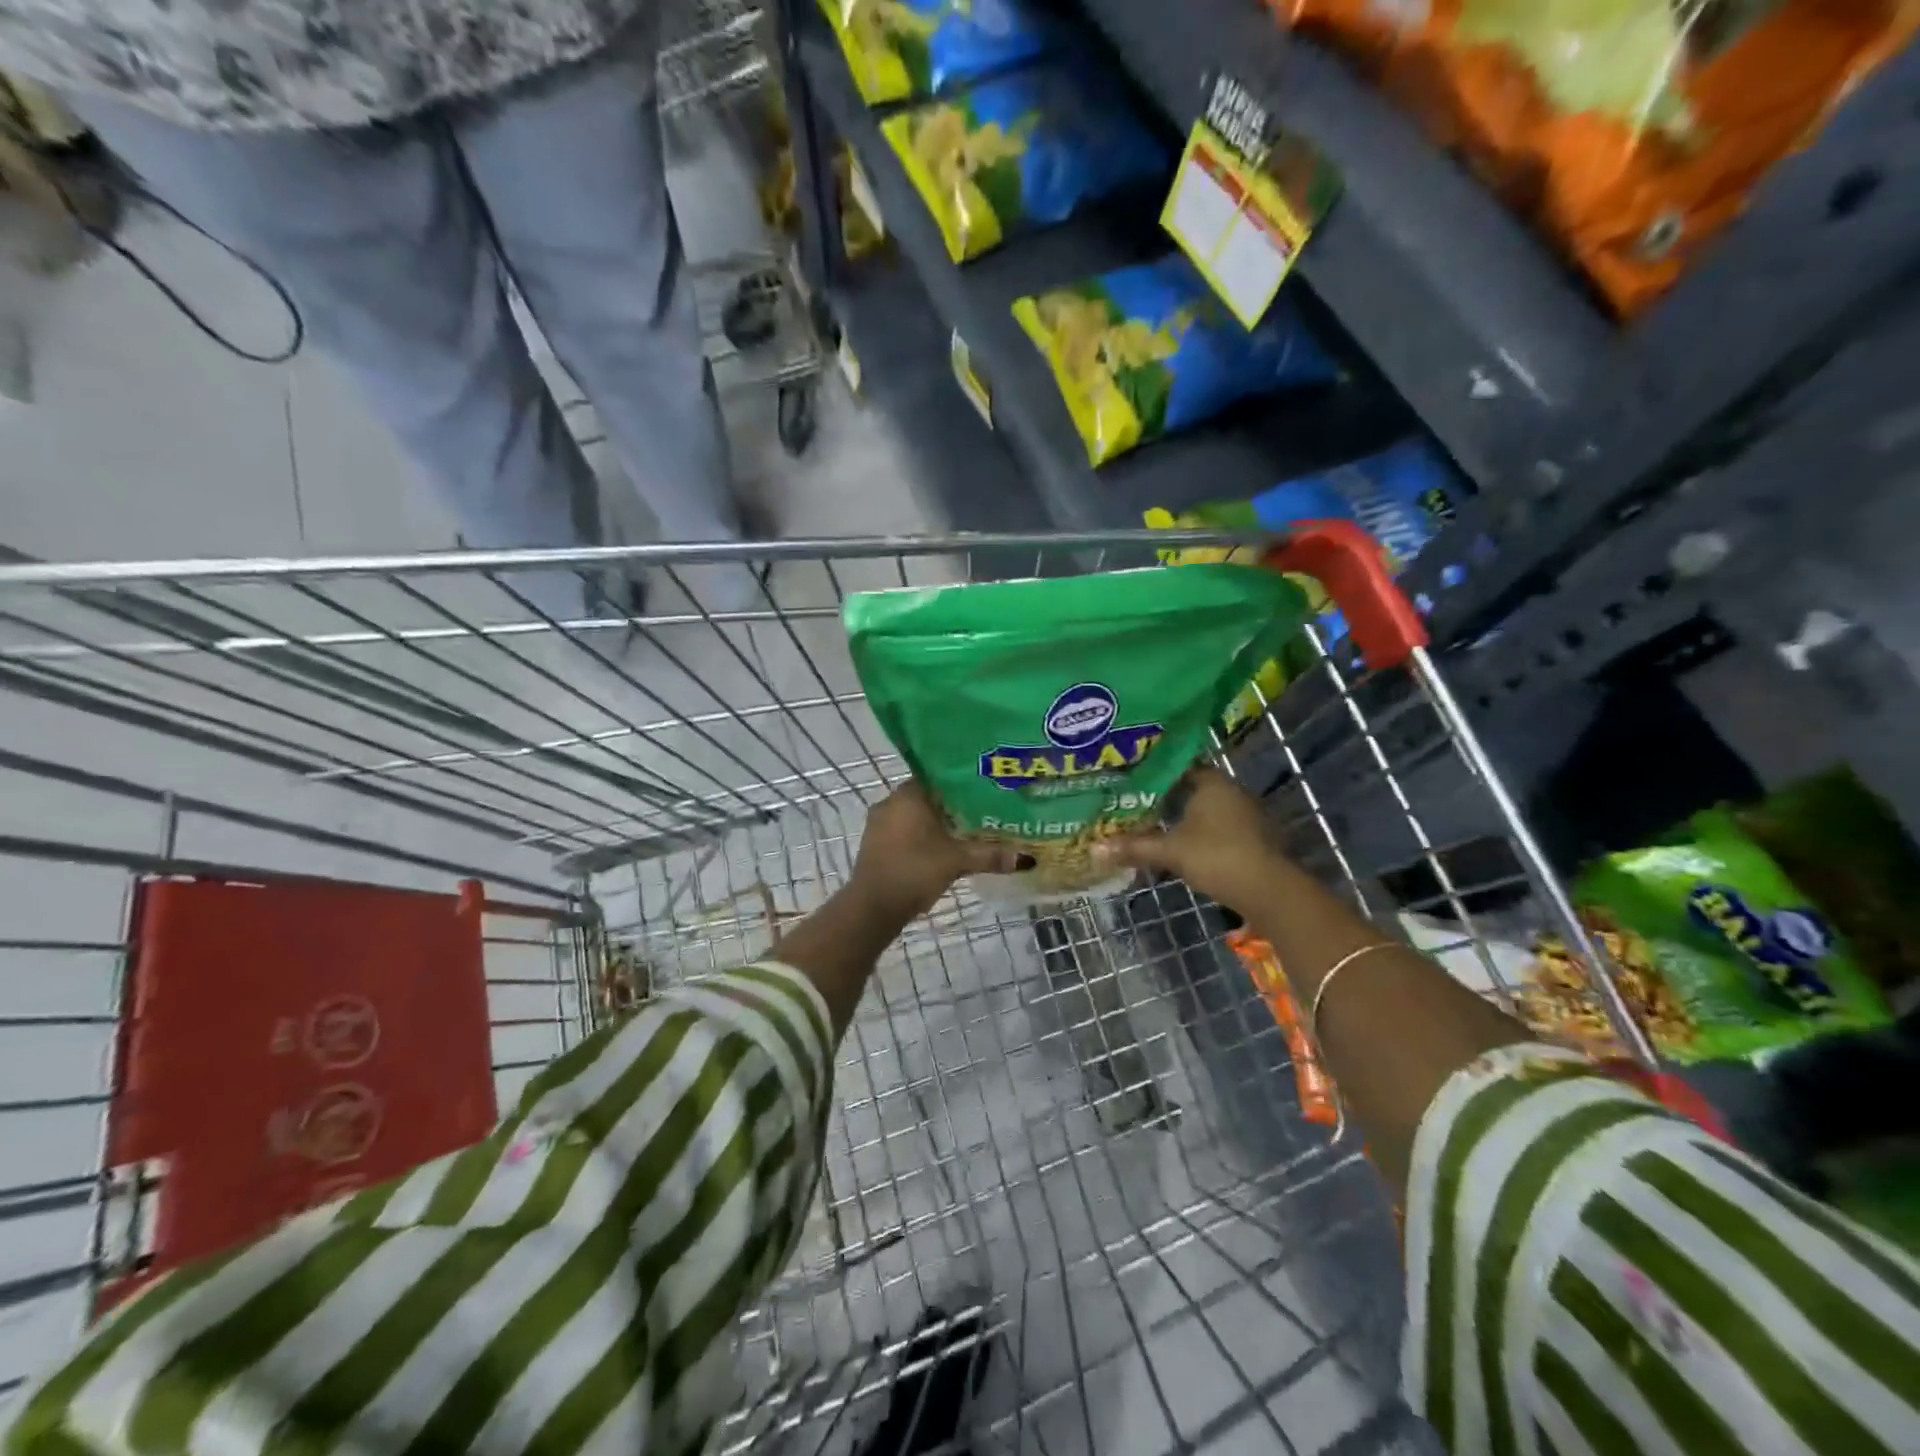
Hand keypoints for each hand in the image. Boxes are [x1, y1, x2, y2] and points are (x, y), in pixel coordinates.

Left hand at [850, 781, 1022, 919]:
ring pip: (915, 816)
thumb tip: (1026, 858)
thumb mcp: (956, 861)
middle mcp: (890, 802)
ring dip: (937, 824)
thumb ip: (989, 855)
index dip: (962, 783)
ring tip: (966, 832)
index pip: (939, 776)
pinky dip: (922, 837)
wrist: (873, 908)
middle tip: (982, 812)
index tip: (984, 790)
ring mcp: (879, 824)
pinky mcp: (875, 845)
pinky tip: (941, 849)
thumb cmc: (914, 871)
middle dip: (953, 806)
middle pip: (928, 797)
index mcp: (908, 794)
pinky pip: (904, 832)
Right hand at [1091, 767, 1286, 914]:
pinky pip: (1219, 825)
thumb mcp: (1170, 851)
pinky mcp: (1253, 837)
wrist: (1269, 891)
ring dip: (1184, 815)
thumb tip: (1095, 848)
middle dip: (1166, 794)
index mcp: (1212, 782)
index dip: (1154, 770)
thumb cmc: (1217, 857)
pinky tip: (1182, 843)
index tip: (1130, 777)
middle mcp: (1231, 790)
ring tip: (1153, 822)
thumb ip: (1134, 847)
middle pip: (1192, 786)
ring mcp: (1247, 814)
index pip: (1178, 765)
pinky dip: (1200, 831)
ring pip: (1206, 808)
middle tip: (1134, 800)